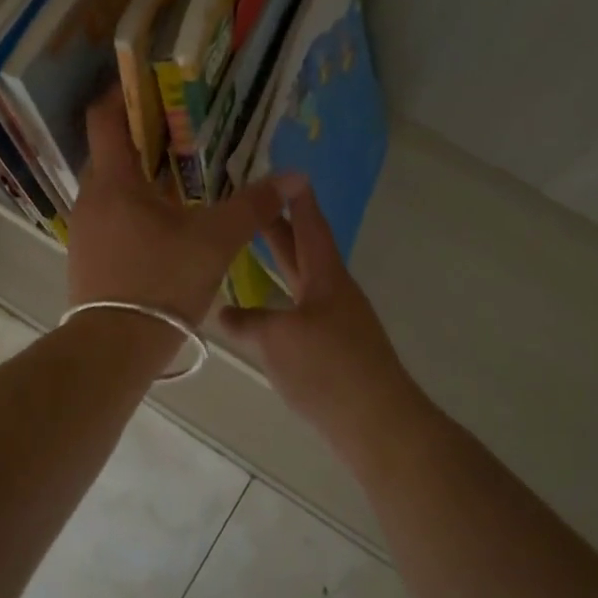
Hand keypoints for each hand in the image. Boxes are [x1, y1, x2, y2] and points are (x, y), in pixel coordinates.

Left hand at [68, 90, 299, 326]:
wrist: (114, 347)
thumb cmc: (161, 282)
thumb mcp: (215, 241)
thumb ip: (253, 206)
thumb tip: (293, 176)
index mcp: (114, 182)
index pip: (105, 118)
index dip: (122, 93)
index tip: (147, 81)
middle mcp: (90, 198)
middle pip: (110, 152)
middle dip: (141, 138)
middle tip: (180, 132)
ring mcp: (83, 230)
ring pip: (111, 188)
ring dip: (139, 177)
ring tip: (178, 177)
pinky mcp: (86, 256)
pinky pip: (109, 216)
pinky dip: (133, 208)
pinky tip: (163, 224)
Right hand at [218, 183, 415, 436]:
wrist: (376, 423)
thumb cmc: (327, 368)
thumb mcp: (276, 340)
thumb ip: (246, 322)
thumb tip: (221, 311)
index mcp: (327, 278)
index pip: (310, 227)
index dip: (297, 200)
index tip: (287, 174)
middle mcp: (334, 293)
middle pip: (304, 251)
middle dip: (280, 228)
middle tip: (255, 204)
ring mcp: (337, 322)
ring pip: (303, 282)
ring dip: (280, 263)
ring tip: (253, 249)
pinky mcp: (334, 350)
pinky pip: (302, 310)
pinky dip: (282, 299)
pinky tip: (265, 311)